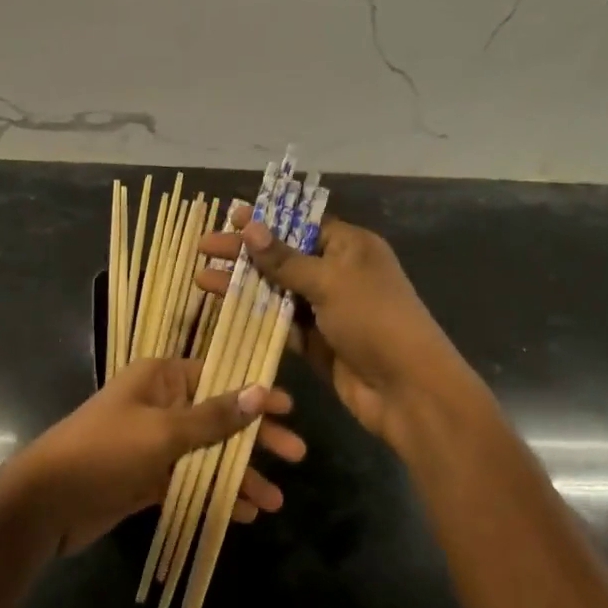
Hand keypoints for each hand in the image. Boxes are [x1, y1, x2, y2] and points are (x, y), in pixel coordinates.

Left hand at [0, 358, 304, 556]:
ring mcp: (154, 443)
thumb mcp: (164, 432)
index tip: (290, 409)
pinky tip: (243, 512)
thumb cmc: (105, 452)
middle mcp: (160, 404)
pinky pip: (191, 480)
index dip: (255, 393)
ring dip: (240, 474)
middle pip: (219, 416)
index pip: (220, 377)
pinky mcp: (148, 477)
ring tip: (274, 501)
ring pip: (208, 453)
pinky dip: (214, 493)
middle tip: (297, 455)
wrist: (45, 502)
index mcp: (161, 378)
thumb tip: (260, 390)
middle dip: (256, 438)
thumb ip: (214, 417)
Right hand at [196, 212, 475, 455]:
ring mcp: (326, 309)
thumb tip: (250, 226)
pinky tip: (224, 309)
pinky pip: (280, 323)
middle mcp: (338, 273)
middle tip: (204, 247)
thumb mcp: (329, 282)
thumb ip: (285, 259)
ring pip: (277, 291)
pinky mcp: (316, 342)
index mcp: (350, 247)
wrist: (406, 389)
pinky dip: (254, 316)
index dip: (266, 221)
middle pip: (284, 256)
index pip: (302, 225)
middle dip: (245, 253)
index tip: (230, 217)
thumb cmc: (374, 320)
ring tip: (201, 278)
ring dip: (243, 285)